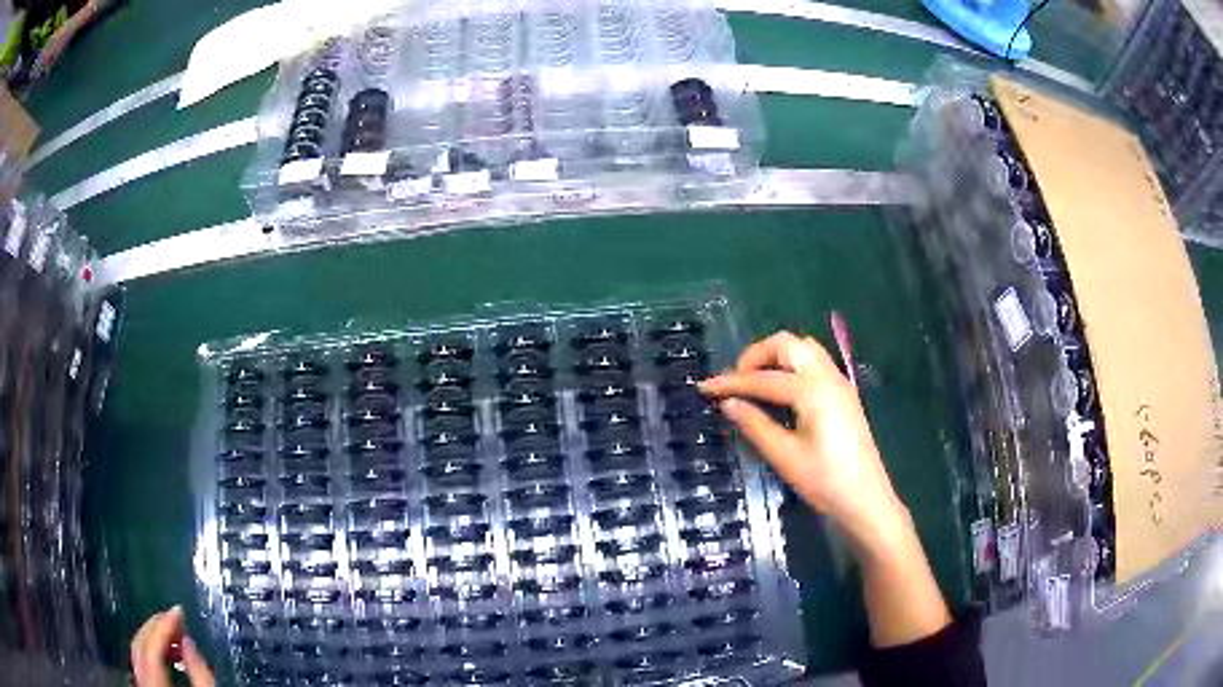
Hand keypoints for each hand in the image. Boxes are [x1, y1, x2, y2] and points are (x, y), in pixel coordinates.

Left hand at [131, 606, 214, 686]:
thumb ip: (200, 675)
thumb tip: (188, 641)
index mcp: (155, 686)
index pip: (152, 646)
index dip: (164, 625)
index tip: (179, 612)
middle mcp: (141, 683)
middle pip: (140, 645)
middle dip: (156, 626)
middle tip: (175, 617)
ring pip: (138, 653)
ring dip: (154, 637)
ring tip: (173, 634)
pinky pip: (142, 664)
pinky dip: (152, 652)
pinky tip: (166, 655)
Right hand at [700, 331, 909, 551]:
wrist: (866, 500)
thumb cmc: (825, 482)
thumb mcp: (784, 456)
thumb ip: (755, 425)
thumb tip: (728, 403)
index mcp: (813, 391)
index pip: (763, 379)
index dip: (731, 383)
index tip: (704, 387)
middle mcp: (828, 376)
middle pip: (787, 344)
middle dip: (756, 356)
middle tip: (735, 382)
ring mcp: (840, 382)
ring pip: (804, 348)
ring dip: (776, 357)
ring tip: (756, 383)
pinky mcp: (844, 393)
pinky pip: (815, 362)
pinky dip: (792, 365)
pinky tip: (781, 392)